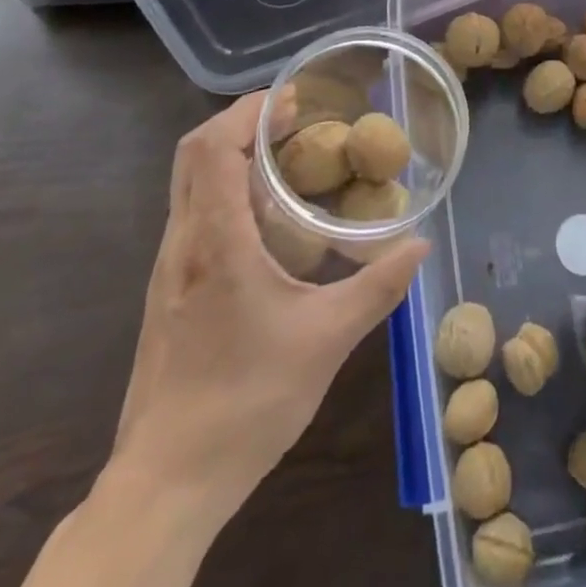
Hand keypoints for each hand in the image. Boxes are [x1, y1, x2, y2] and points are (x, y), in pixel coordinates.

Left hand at [104, 90, 427, 537]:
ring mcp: (168, 270)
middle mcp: (183, 245)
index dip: (250, 111)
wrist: (166, 485)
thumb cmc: (245, 402)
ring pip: (190, 184)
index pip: (214, 149)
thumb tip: (419, 245)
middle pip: (193, 154)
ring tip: (289, 157)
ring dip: (233, 154)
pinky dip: (227, 189)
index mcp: (215, 243)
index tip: (295, 101)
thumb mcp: (327, 340)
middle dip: (241, 121)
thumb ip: (377, 287)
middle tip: (295, 118)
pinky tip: (269, 219)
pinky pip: (194, 215)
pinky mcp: (169, 293)